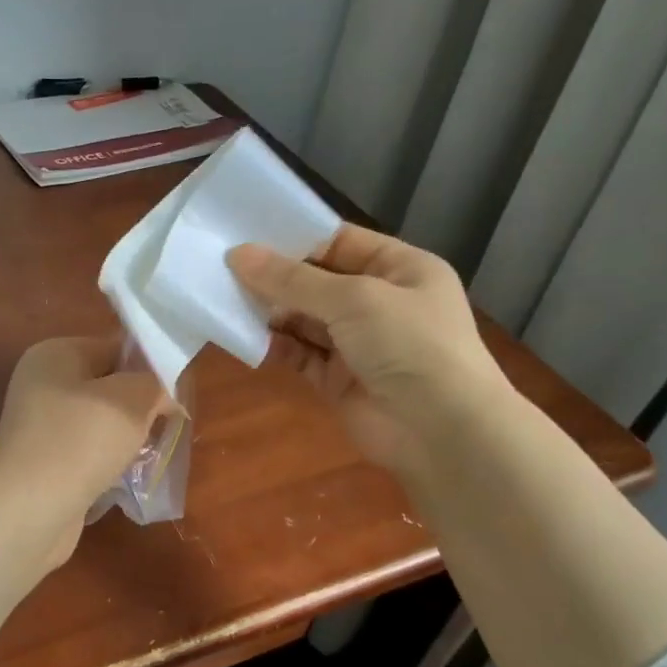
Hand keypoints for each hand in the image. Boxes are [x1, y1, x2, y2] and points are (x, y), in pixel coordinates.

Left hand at [0, 336, 168, 566]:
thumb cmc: (81, 441)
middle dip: (138, 405)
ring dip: (125, 436)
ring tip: (148, 452)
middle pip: (106, 385)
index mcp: (54, 353)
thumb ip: (154, 383)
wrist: (31, 509)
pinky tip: (124, 476)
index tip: (174, 394)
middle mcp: (40, 383)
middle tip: (165, 425)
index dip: (148, 367)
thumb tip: (162, 392)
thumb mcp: (132, 399)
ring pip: (98, 421)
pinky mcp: (41, 461)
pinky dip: (106, 461)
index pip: (114, 347)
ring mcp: (37, 425)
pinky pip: (85, 451)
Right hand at [227, 225, 507, 469]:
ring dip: (271, 311)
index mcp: (400, 268)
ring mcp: (359, 343)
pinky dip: (276, 345)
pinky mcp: (338, 379)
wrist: (442, 431)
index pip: (340, 243)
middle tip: (224, 267)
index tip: (246, 234)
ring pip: (305, 319)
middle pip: (317, 281)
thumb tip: (238, 254)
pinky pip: (300, 354)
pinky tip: (247, 337)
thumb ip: (294, 280)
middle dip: (276, 277)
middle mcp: (380, 302)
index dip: (296, 238)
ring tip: (227, 299)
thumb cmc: (410, 345)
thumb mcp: (355, 299)